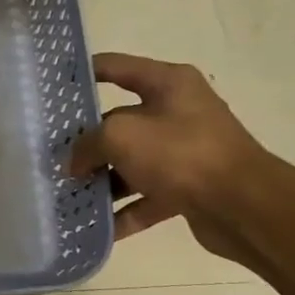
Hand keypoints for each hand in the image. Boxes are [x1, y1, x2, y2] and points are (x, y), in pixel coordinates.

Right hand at [67, 53, 269, 259]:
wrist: (243, 205)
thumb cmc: (180, 153)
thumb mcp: (120, 136)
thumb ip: (87, 144)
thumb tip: (73, 163)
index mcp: (168, 84)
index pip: (115, 67)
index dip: (83, 73)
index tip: (52, 86)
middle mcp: (178, 112)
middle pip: (119, 121)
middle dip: (86, 142)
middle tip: (51, 156)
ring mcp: (185, 151)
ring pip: (131, 162)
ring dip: (102, 180)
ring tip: (67, 195)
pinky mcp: (189, 187)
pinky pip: (147, 197)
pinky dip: (124, 211)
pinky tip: (96, 227)